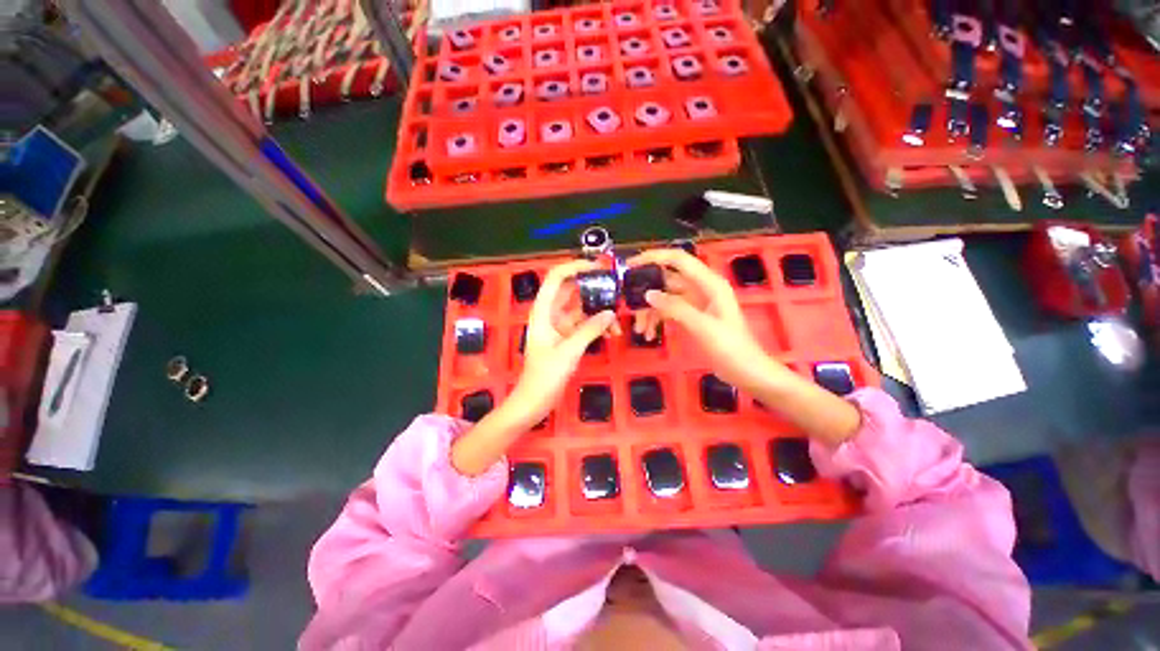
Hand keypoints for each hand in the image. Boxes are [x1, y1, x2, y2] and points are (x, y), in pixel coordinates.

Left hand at [508, 260, 617, 426]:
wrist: (535, 401)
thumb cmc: (545, 375)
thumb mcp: (569, 350)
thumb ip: (590, 329)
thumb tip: (610, 312)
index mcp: (544, 310)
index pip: (557, 277)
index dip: (575, 266)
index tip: (598, 267)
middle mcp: (551, 313)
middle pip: (572, 290)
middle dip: (594, 289)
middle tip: (616, 290)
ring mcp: (559, 325)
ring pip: (581, 308)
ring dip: (598, 312)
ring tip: (617, 321)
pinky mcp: (566, 337)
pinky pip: (584, 324)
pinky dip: (596, 326)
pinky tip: (611, 333)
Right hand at [626, 249, 775, 393]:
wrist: (746, 371)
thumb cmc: (730, 347)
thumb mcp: (702, 326)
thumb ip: (675, 308)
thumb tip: (648, 294)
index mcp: (709, 283)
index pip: (678, 259)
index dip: (654, 257)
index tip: (631, 265)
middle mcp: (701, 288)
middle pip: (667, 280)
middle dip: (647, 292)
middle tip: (629, 306)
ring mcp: (696, 302)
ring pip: (665, 298)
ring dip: (650, 311)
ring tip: (640, 330)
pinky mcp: (691, 316)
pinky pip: (668, 311)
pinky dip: (657, 319)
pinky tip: (649, 333)